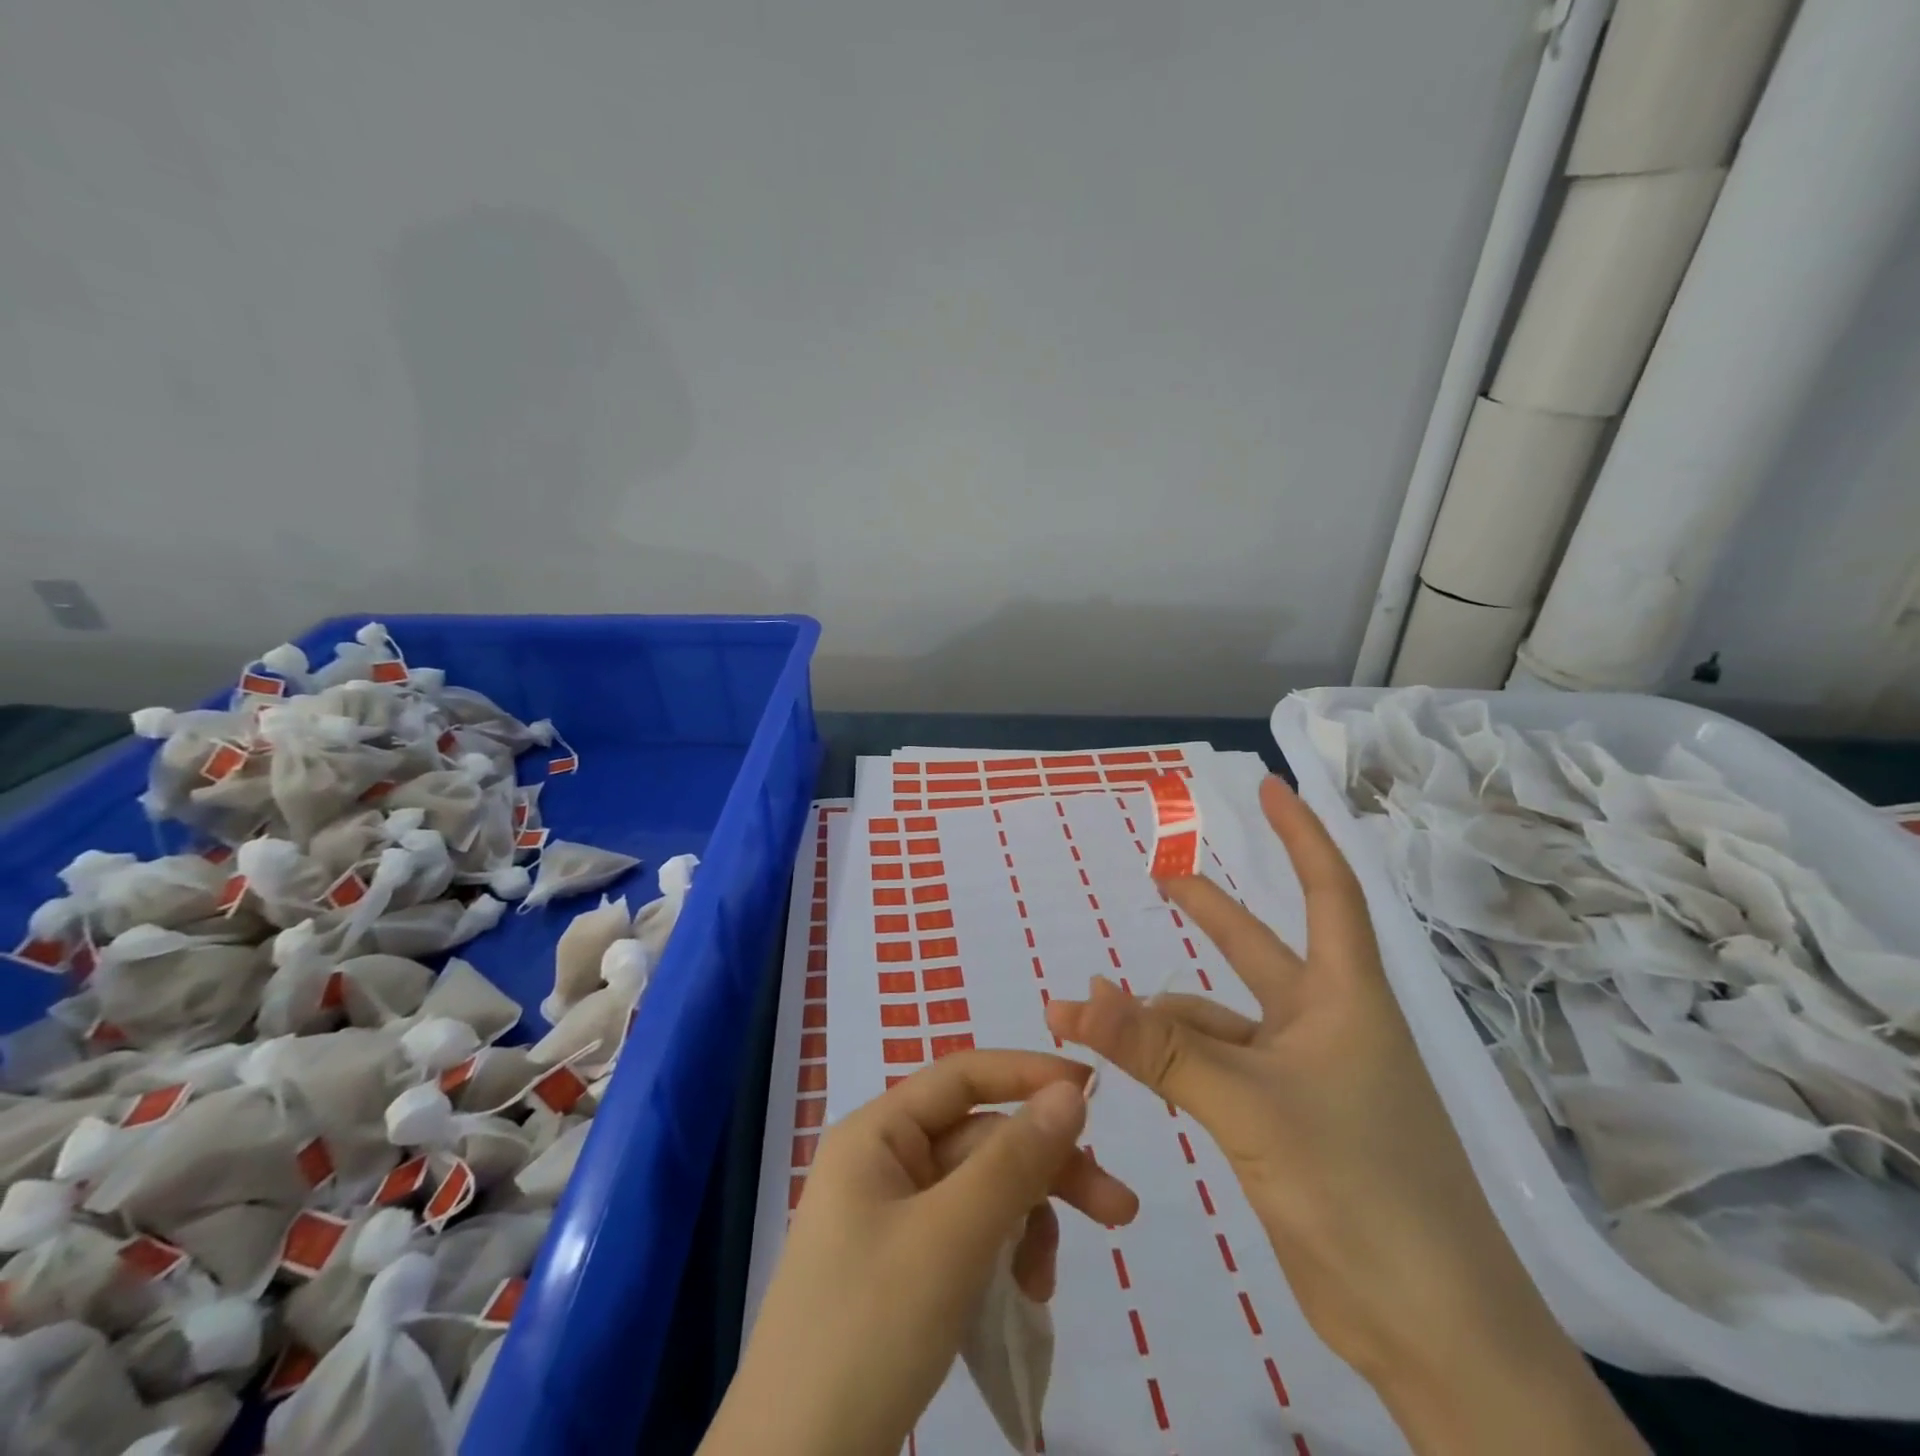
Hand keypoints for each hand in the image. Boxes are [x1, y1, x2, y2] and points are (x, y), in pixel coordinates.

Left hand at [701, 1051, 1138, 1455]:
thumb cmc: (868, 1328)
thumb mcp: (950, 1238)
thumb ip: (1014, 1160)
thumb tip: (1070, 1092)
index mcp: (878, 1133)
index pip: (963, 1076)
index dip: (1028, 1074)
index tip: (1095, 1091)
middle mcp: (885, 1162)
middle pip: (982, 1140)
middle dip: (1046, 1171)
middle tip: (1120, 1211)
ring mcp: (894, 1217)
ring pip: (983, 1191)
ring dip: (1027, 1222)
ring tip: (1046, 1284)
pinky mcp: (906, 1268)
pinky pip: (971, 1236)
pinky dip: (1004, 1256)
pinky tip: (1024, 1296)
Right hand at [1045, 777, 1643, 1455]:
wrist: (1431, 1331)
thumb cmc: (1364, 1190)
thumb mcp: (1250, 1106)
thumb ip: (1160, 1048)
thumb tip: (1077, 996)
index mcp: (1344, 999)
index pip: (1328, 891)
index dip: (1300, 834)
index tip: (1269, 788)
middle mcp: (1325, 1027)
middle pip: (1258, 949)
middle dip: (1210, 910)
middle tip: (1160, 874)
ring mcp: (1302, 1079)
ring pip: (1216, 1022)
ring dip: (1156, 1013)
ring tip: (1087, 1006)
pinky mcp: (1280, 1125)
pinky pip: (1210, 1070)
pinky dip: (1165, 1060)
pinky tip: (1123, 1062)